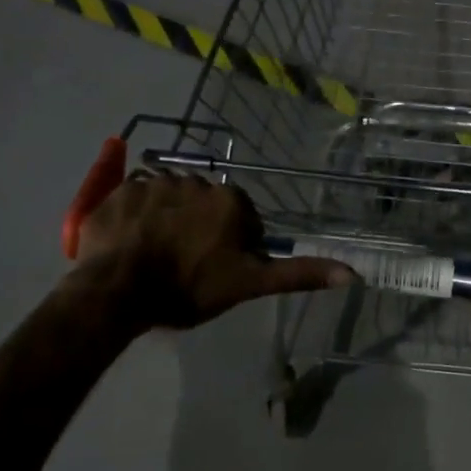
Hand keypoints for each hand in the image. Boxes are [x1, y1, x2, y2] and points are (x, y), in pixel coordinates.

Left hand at [72, 172, 352, 330]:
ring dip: (167, 221)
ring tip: (154, 257)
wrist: (117, 290)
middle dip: (199, 229)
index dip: (233, 245)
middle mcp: (194, 180)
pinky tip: (129, 245)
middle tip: (185, 266)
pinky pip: (133, 200)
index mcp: (229, 201)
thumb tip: (353, 273)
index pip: (241, 218)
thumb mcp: (248, 284)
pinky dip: (134, 218)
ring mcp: (152, 182)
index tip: (217, 270)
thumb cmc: (188, 288)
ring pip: (169, 201)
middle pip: (204, 206)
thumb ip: (297, 274)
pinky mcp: (118, 192)